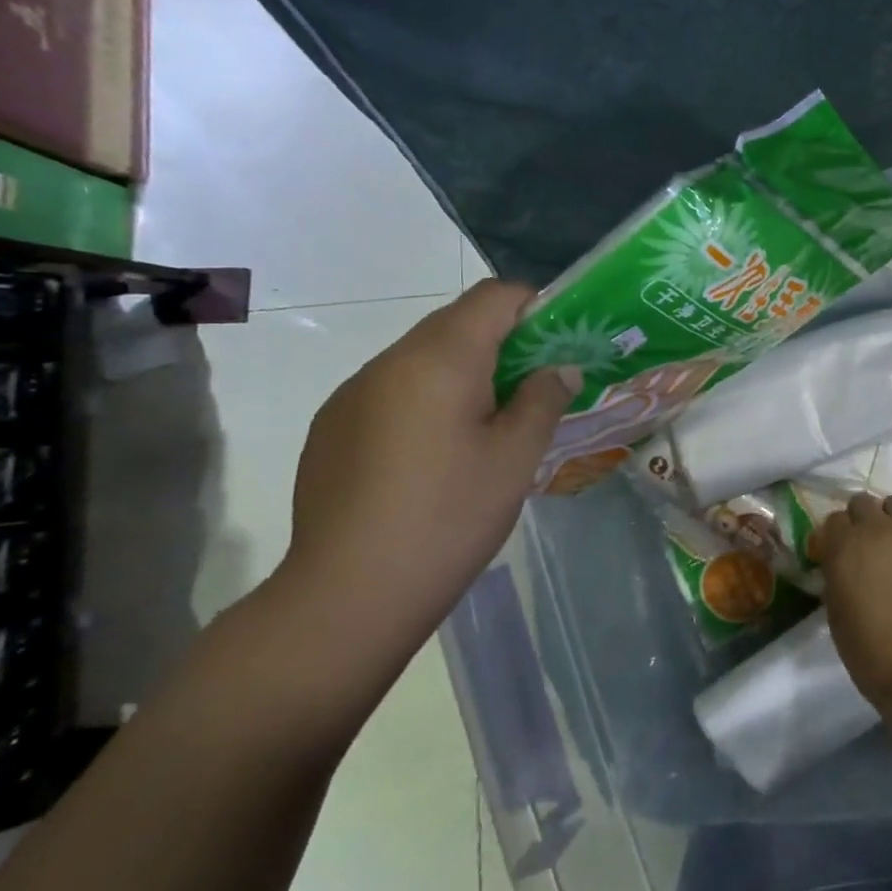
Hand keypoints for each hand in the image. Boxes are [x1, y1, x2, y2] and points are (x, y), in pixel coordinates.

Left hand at [278, 281, 576, 640]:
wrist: (349, 594)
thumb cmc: (450, 517)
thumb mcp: (516, 458)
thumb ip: (543, 399)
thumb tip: (559, 368)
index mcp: (440, 359)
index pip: (494, 296)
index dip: (535, 308)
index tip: (559, 347)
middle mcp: (389, 361)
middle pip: (456, 323)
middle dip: (503, 343)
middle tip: (533, 391)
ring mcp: (353, 394)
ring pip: (422, 358)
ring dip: (463, 373)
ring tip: (486, 430)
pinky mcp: (332, 427)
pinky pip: (392, 391)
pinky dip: (426, 401)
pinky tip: (433, 458)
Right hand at [818, 494, 891, 707]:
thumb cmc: (872, 653)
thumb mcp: (836, 611)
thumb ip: (835, 574)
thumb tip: (842, 561)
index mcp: (843, 547)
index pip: (834, 520)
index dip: (839, 538)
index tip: (844, 554)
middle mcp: (876, 527)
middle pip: (863, 503)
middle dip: (863, 523)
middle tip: (873, 549)